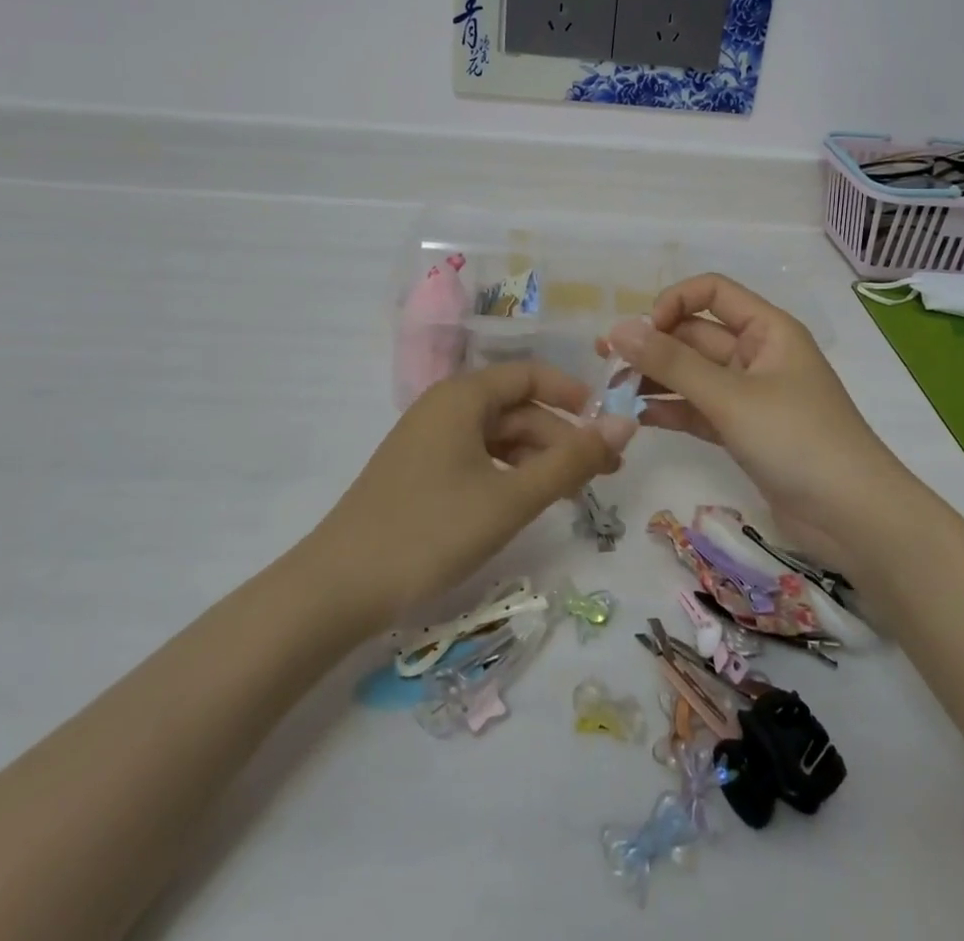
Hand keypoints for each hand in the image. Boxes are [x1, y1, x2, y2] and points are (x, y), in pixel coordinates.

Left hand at [309, 363, 635, 627]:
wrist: (337, 588)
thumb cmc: (430, 531)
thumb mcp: (511, 498)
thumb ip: (571, 462)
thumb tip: (626, 424)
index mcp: (463, 396)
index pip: (530, 375)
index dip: (573, 395)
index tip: (608, 427)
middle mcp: (445, 407)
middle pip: (516, 409)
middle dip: (561, 437)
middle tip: (604, 475)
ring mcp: (429, 440)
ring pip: (498, 437)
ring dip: (538, 460)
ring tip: (573, 496)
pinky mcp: (420, 472)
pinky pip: (477, 458)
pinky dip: (508, 475)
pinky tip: (526, 504)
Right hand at [601, 274, 904, 564]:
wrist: (854, 519)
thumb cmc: (798, 440)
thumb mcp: (731, 397)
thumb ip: (672, 363)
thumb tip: (618, 329)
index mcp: (766, 329)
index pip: (711, 292)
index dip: (673, 303)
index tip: (643, 333)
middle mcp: (757, 354)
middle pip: (695, 335)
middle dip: (653, 347)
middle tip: (606, 365)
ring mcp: (750, 395)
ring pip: (693, 375)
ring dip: (655, 380)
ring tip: (612, 393)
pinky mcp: (743, 431)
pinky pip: (698, 409)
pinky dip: (670, 410)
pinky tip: (637, 418)